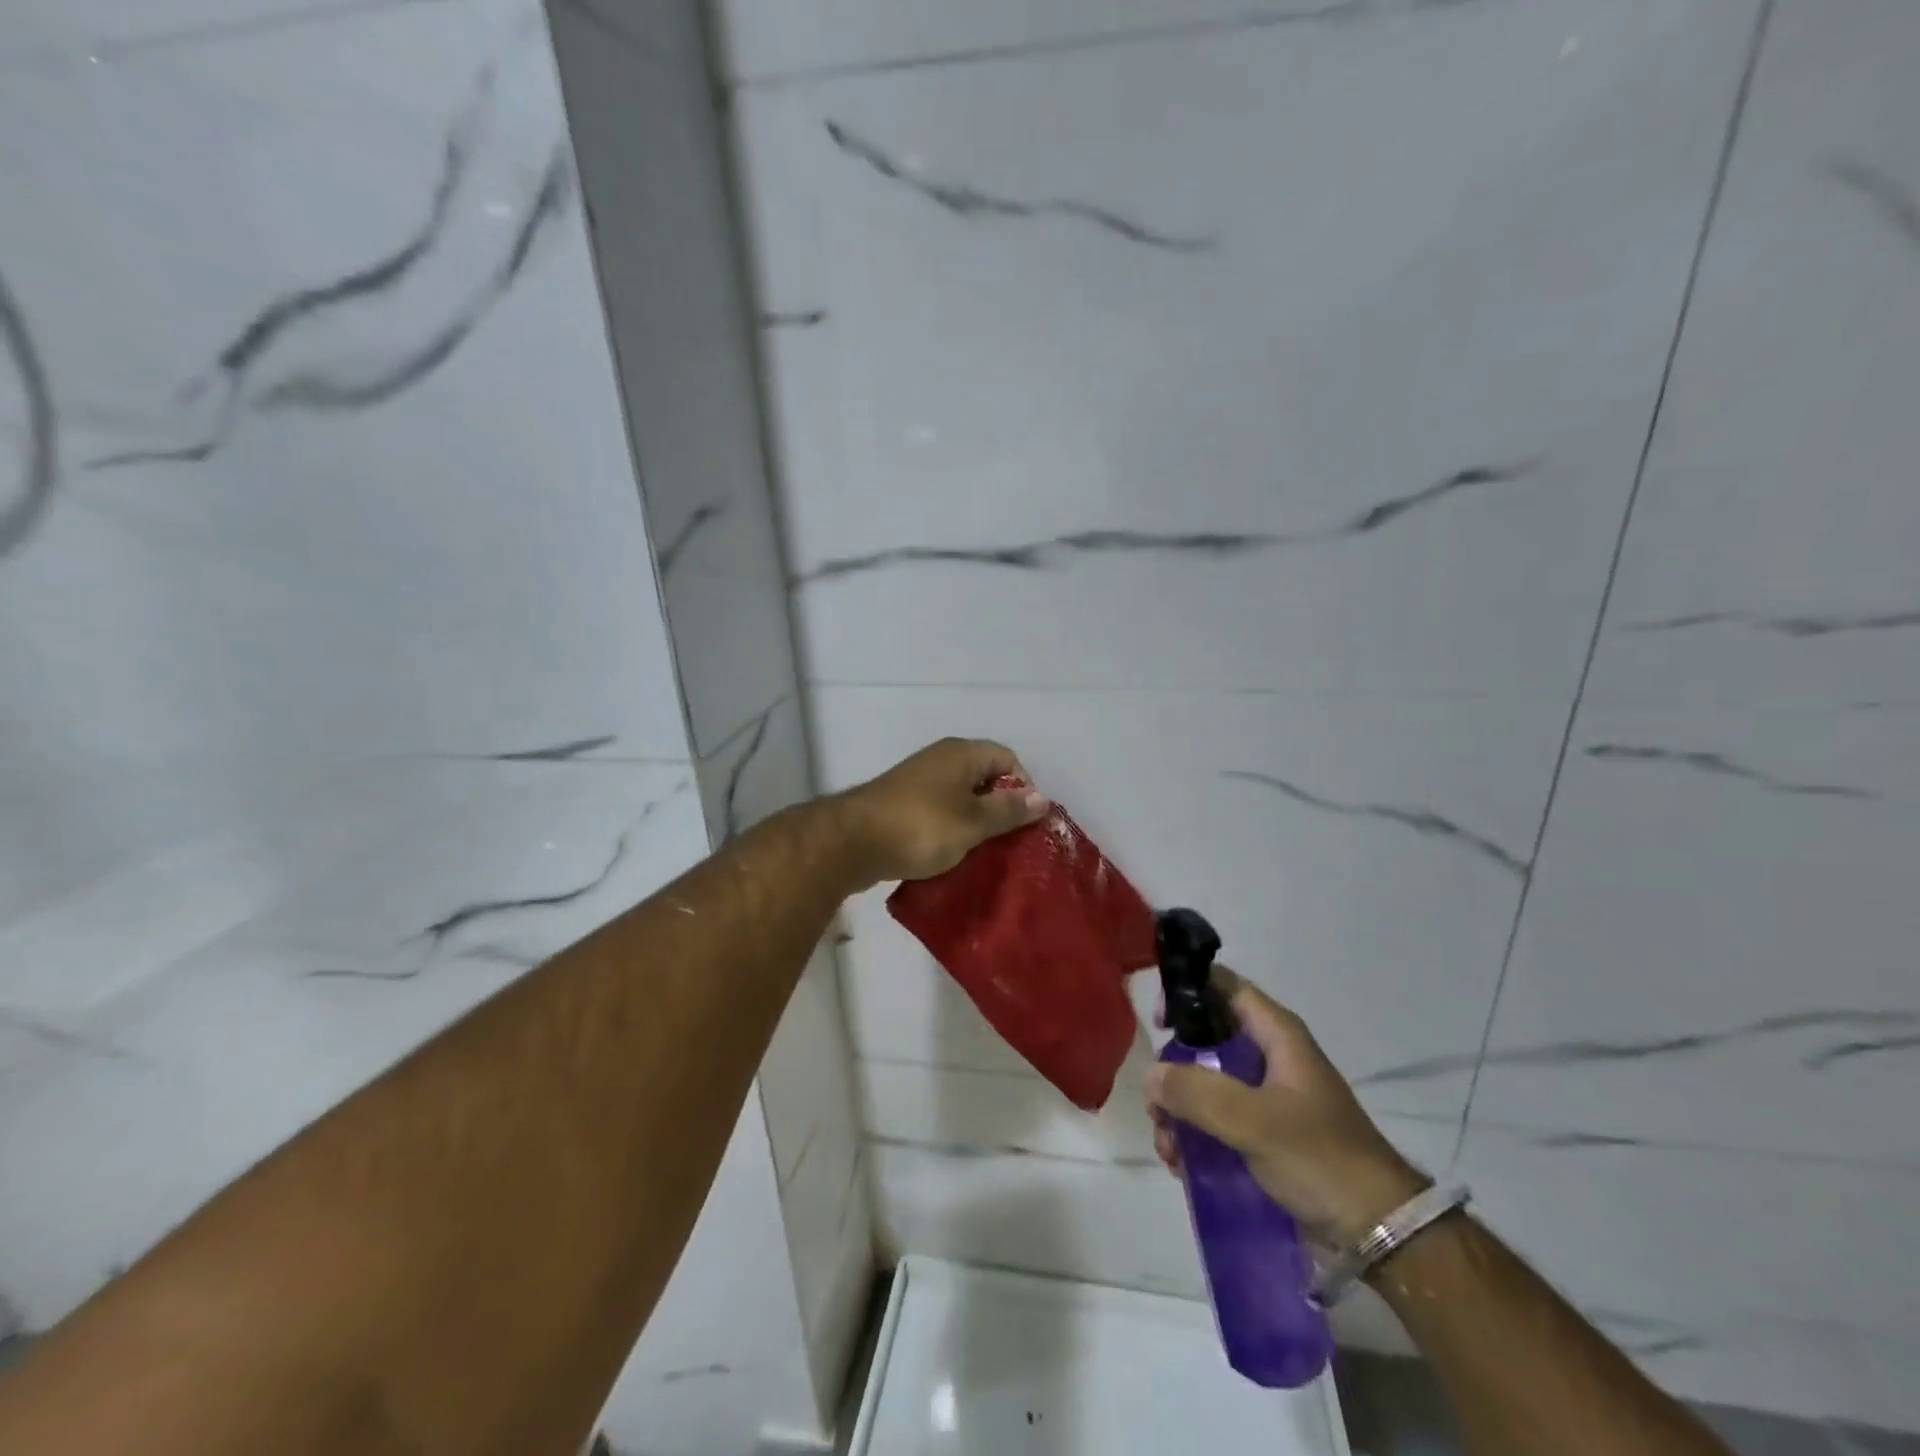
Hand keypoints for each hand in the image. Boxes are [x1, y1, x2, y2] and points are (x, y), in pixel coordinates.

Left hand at [835, 738, 1049, 886]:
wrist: (852, 842)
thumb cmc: (921, 827)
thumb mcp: (973, 822)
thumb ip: (1007, 810)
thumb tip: (1042, 798)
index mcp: (961, 754)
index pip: (1007, 758)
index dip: (1023, 786)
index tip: (1025, 821)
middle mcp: (940, 760)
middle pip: (984, 778)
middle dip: (1000, 808)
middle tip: (1010, 841)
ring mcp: (918, 783)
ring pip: (960, 798)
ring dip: (974, 823)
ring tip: (985, 852)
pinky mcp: (902, 806)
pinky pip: (939, 813)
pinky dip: (950, 830)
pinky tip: (954, 855)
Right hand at [1145, 970, 1427, 1246]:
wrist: (1383, 1235)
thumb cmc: (1321, 1159)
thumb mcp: (1254, 1120)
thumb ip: (1197, 1092)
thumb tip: (1151, 1074)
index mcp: (1277, 1036)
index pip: (1225, 987)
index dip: (1189, 991)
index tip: (1159, 1023)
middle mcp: (1270, 1059)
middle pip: (1206, 1042)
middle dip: (1174, 1072)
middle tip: (1156, 1104)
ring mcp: (1267, 1100)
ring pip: (1206, 1086)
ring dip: (1179, 1112)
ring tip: (1168, 1149)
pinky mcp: (1265, 1137)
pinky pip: (1216, 1123)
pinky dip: (1194, 1138)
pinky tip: (1181, 1166)